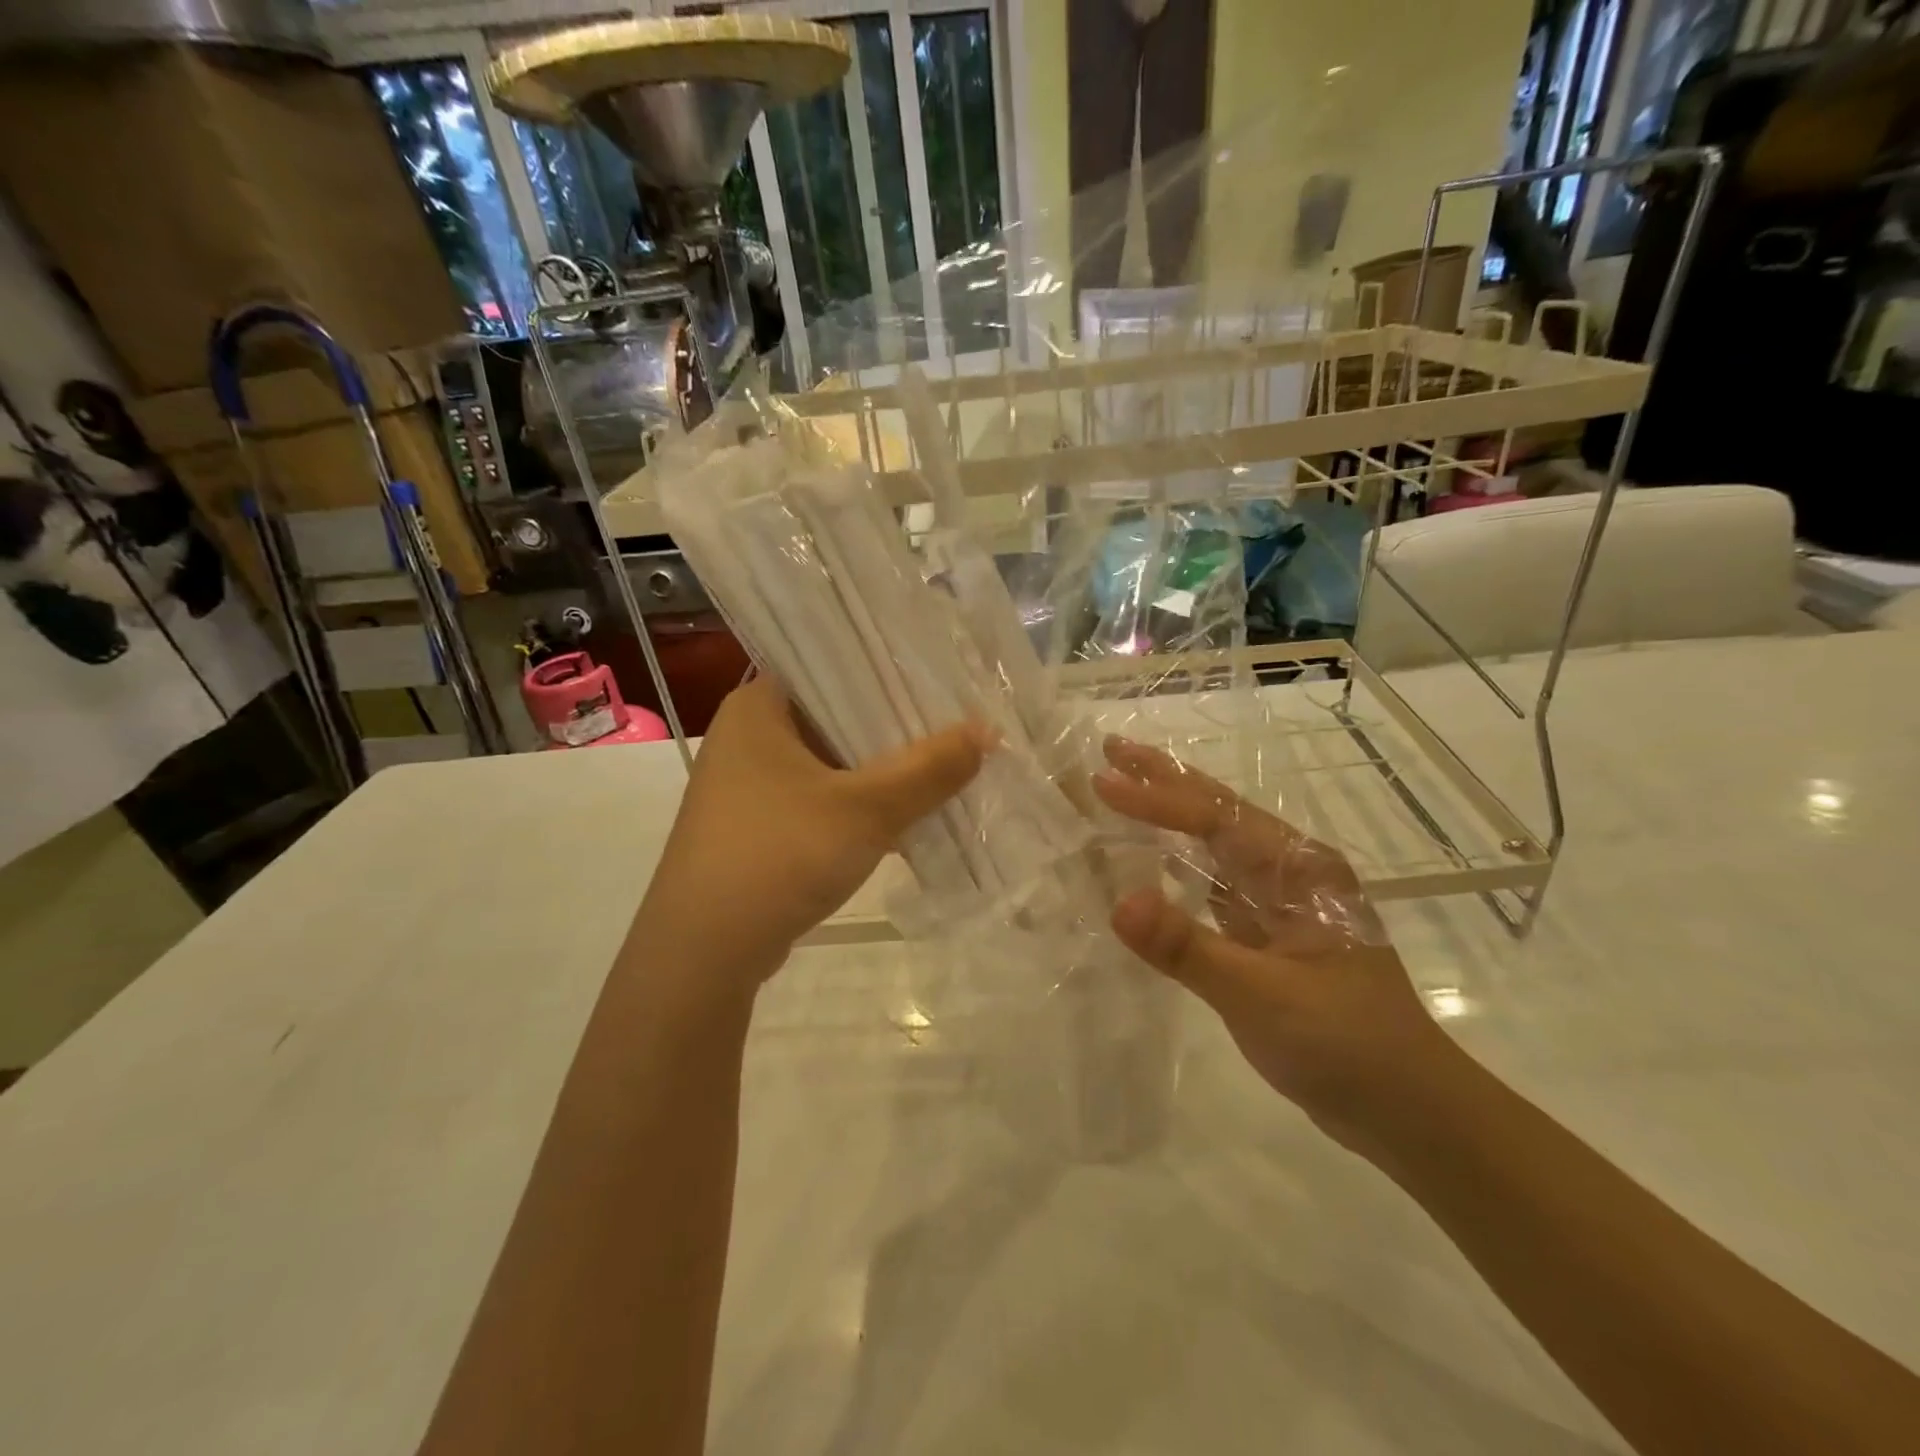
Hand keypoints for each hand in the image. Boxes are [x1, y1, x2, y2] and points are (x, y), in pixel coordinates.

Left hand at [635, 675, 989, 984]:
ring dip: (879, 772)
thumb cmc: (779, 855)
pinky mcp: (756, 828)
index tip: (941, 680)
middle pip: (835, 718)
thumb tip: (986, 732)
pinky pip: (818, 801)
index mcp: (757, 707)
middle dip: (894, 729)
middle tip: (955, 724)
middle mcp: (746, 737)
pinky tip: (905, 818)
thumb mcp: (866, 808)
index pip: (832, 666)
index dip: (889, 672)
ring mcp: (747, 786)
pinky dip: (857, 806)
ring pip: (829, 764)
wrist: (703, 953)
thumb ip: (929, 768)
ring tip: (942, 768)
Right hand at [1091, 736, 1465, 1149]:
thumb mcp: (1262, 997)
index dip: (1155, 799)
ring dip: (1169, 816)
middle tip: (1111, 748)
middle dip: (1164, 780)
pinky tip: (1153, 861)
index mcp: (1298, 869)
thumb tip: (1118, 901)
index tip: (1101, 780)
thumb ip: (1187, 948)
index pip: (1215, 819)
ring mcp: (1280, 902)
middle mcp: (1290, 872)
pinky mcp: (1269, 933)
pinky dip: (1179, 865)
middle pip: (1217, 813)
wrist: (1409, 1110)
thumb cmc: (1345, 1045)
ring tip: (1123, 790)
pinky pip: (1214, 884)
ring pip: (1215, 845)